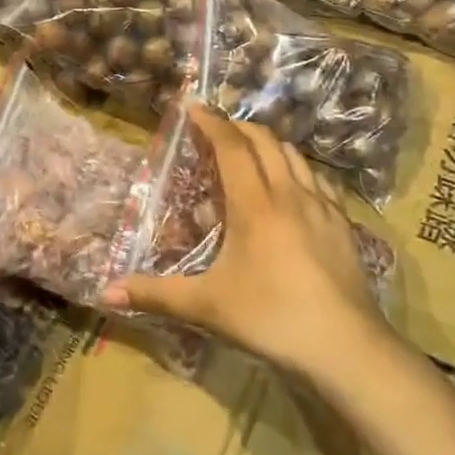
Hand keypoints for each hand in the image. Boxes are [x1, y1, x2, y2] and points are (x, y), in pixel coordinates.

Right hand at [104, 105, 394, 376]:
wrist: (347, 348)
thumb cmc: (271, 317)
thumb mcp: (208, 306)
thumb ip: (157, 295)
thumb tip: (107, 293)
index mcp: (254, 203)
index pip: (231, 145)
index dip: (211, 121)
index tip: (194, 106)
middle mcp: (289, 193)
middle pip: (265, 140)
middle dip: (238, 127)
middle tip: (217, 131)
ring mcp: (322, 206)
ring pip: (294, 156)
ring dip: (269, 144)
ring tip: (251, 154)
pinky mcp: (343, 224)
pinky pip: (318, 181)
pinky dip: (298, 170)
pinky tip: (293, 189)